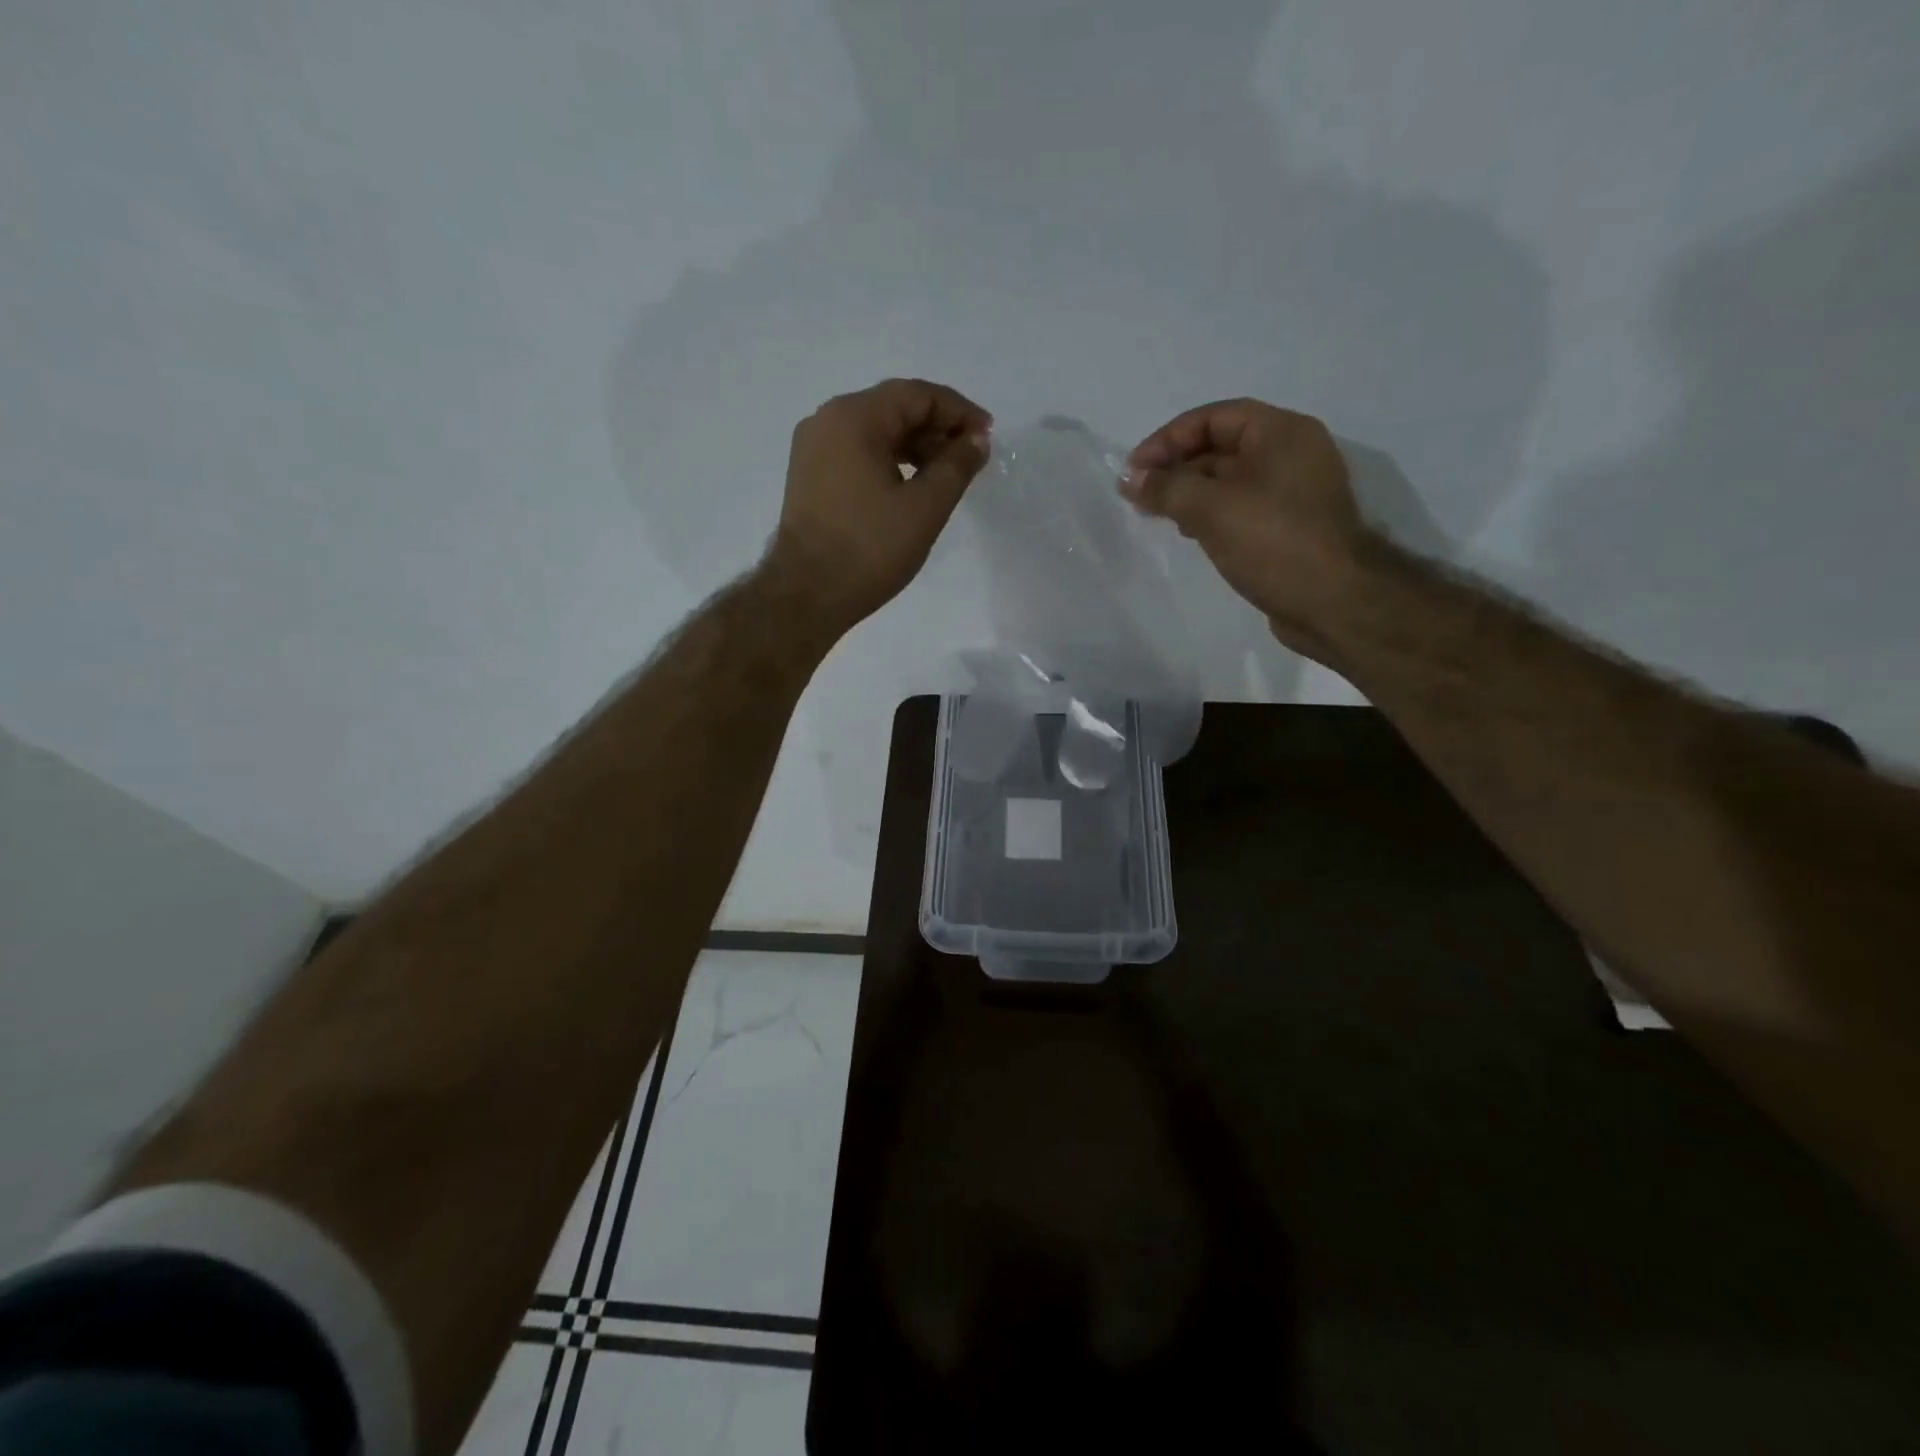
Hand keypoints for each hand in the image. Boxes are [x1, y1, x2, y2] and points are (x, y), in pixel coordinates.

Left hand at [765, 378, 992, 634]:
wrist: (807, 595)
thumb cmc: (869, 549)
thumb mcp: (925, 507)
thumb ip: (957, 466)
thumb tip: (977, 439)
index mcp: (854, 417)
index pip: (917, 395)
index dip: (959, 411)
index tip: (987, 436)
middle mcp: (827, 420)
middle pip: (894, 408)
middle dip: (937, 428)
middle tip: (970, 458)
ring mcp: (813, 448)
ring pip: (875, 432)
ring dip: (914, 446)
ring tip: (946, 475)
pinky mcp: (809, 476)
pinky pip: (857, 453)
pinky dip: (889, 461)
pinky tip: (911, 486)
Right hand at [1122, 399, 1375, 659]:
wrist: (1334, 603)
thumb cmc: (1274, 543)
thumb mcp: (1211, 509)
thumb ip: (1166, 488)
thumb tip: (1130, 479)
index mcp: (1282, 433)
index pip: (1214, 417)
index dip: (1168, 439)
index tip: (1134, 470)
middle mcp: (1291, 455)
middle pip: (1222, 446)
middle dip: (1177, 467)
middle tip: (1140, 495)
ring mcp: (1293, 493)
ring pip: (1229, 481)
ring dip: (1190, 493)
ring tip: (1158, 515)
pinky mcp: (1289, 528)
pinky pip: (1241, 508)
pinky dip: (1211, 514)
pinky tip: (1190, 533)